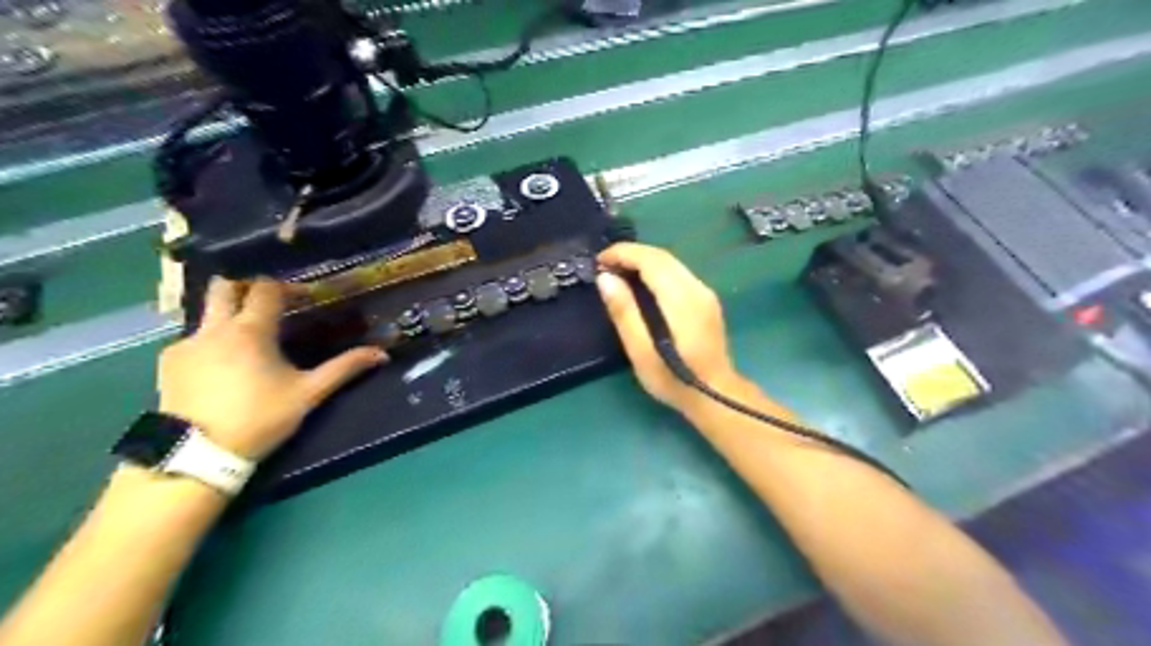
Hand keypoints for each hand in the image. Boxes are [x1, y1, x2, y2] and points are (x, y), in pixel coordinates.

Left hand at [155, 279, 386, 457]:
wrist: (198, 453)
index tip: (305, 299)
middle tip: (269, 305)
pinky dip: (211, 342)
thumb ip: (344, 368)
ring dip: (228, 316)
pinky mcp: (168, 362)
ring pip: (207, 313)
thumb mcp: (308, 393)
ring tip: (248, 341)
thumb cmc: (260, 418)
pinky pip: (193, 338)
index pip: (266, 288)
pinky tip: (222, 367)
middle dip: (247, 288)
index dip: (288, 287)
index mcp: (251, 330)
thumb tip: (382, 353)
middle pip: (224, 287)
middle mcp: (214, 328)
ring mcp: (187, 343)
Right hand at [597, 241, 741, 412]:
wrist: (716, 396)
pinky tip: (640, 283)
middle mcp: (697, 289)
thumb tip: (606, 278)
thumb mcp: (641, 352)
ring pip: (672, 263)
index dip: (623, 253)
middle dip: (631, 254)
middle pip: (663, 257)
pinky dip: (655, 270)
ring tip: (617, 271)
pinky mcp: (706, 300)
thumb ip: (624, 312)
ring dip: (643, 260)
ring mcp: (705, 294)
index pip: (651, 260)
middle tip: (604, 264)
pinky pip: (678, 273)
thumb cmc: (673, 380)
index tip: (599, 260)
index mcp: (681, 300)